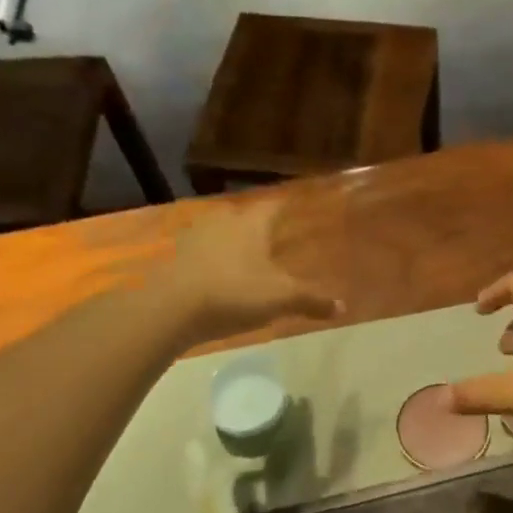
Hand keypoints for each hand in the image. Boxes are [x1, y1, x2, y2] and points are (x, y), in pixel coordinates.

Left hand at [169, 199, 342, 341]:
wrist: (170, 308)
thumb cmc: (234, 293)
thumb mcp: (281, 299)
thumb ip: (312, 300)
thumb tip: (342, 305)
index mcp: (252, 222)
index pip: (276, 204)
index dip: (289, 206)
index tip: (298, 207)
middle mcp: (224, 220)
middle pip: (247, 216)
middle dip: (261, 225)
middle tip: (276, 236)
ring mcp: (195, 237)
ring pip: (222, 232)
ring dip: (235, 242)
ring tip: (249, 256)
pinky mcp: (176, 257)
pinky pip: (203, 252)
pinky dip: (215, 260)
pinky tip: (221, 275)